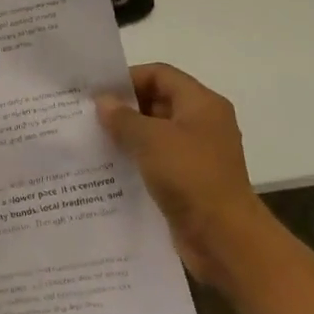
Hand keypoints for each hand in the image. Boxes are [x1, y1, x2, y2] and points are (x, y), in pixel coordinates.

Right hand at [96, 64, 267, 283]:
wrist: (225, 239)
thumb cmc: (190, 176)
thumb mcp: (150, 139)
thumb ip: (123, 117)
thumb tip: (103, 101)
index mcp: (202, 104)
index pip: (160, 74)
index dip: (128, 78)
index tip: (97, 92)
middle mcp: (203, 123)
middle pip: (158, 101)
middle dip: (124, 108)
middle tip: (88, 115)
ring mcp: (198, 154)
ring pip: (156, 133)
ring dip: (127, 135)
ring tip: (93, 140)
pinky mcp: (190, 181)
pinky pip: (158, 160)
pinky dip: (136, 160)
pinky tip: (110, 167)